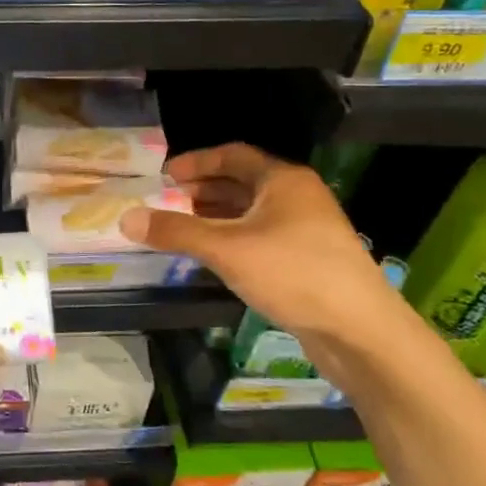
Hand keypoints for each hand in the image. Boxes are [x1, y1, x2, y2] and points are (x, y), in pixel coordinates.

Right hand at [121, 143, 403, 359]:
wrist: (359, 330)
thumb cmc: (292, 273)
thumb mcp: (226, 249)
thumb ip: (176, 231)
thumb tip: (126, 218)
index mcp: (282, 180)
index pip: (232, 155)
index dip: (195, 162)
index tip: (164, 176)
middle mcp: (297, 196)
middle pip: (241, 182)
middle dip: (202, 190)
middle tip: (167, 202)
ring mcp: (306, 228)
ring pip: (251, 212)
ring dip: (216, 216)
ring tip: (182, 228)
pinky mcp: (308, 258)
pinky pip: (261, 235)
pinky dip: (233, 237)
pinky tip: (214, 255)